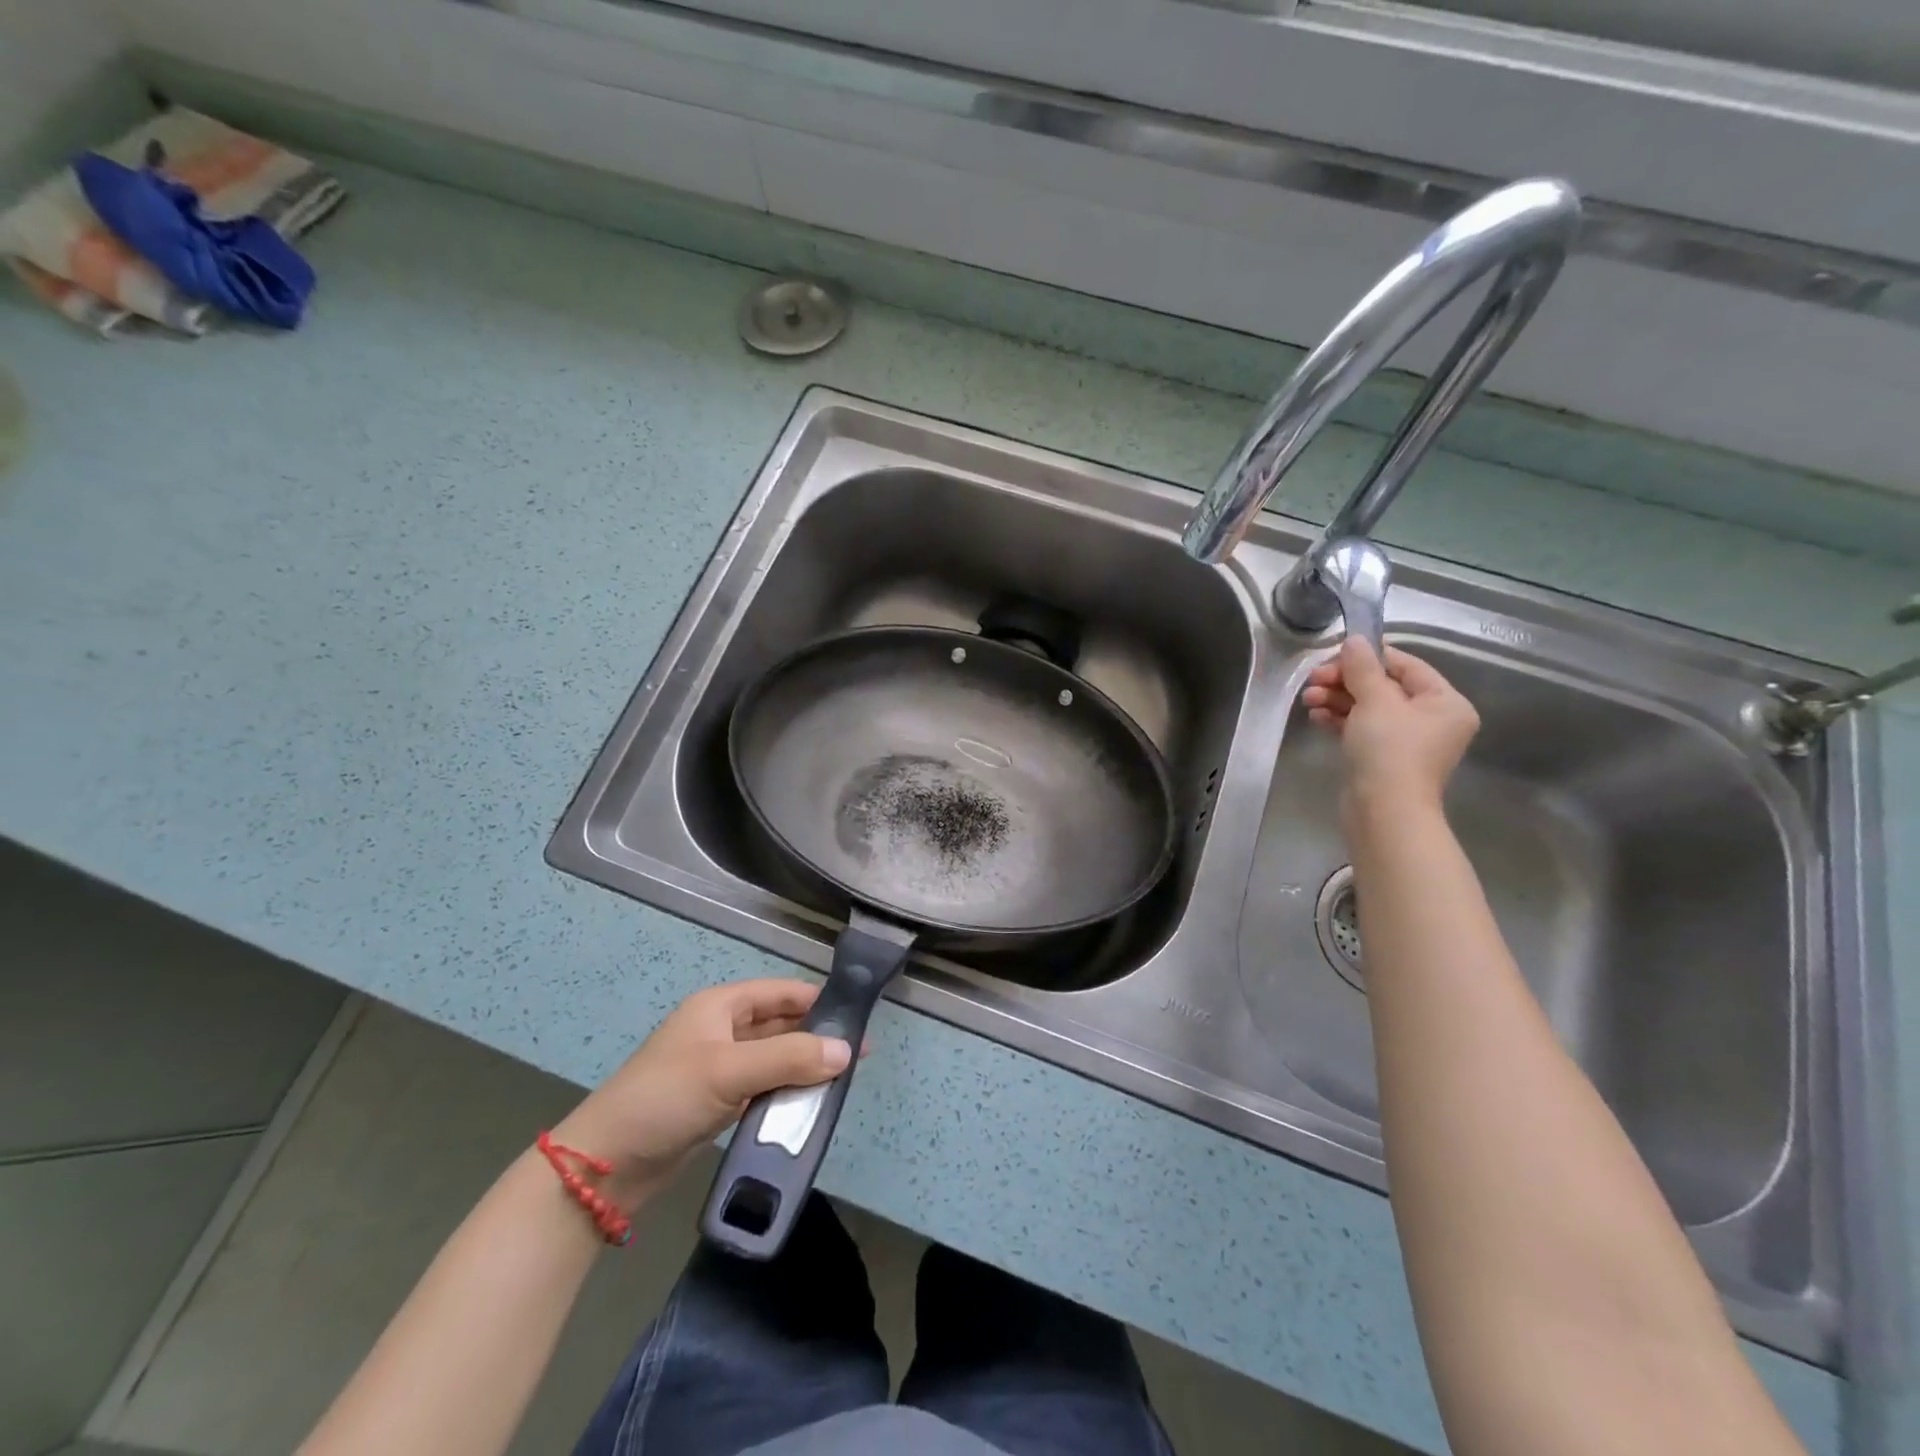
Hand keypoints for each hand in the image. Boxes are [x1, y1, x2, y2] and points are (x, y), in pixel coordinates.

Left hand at [551, 980, 852, 1209]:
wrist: (603, 1167)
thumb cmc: (665, 1099)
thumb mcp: (728, 1071)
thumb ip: (790, 1057)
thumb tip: (846, 1051)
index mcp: (721, 1006)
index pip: (782, 992)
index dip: (820, 1001)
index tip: (859, 1019)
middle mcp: (722, 1030)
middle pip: (781, 1025)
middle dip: (817, 1038)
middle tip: (858, 1057)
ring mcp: (719, 1068)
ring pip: (774, 1059)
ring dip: (803, 1068)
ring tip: (842, 1083)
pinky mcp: (717, 1102)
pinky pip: (762, 1088)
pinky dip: (785, 1094)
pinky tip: (809, 1106)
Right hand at [1302, 637, 1479, 821]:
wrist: (1383, 811)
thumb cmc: (1389, 751)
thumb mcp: (1375, 701)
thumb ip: (1363, 668)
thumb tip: (1355, 640)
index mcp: (1445, 702)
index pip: (1406, 666)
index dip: (1369, 657)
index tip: (1334, 655)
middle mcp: (1432, 720)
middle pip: (1384, 687)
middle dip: (1345, 681)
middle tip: (1314, 680)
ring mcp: (1407, 741)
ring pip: (1369, 708)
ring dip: (1337, 699)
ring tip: (1308, 700)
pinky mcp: (1383, 758)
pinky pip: (1361, 729)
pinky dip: (1340, 720)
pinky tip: (1316, 716)